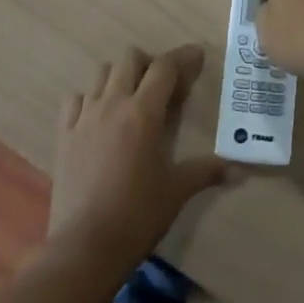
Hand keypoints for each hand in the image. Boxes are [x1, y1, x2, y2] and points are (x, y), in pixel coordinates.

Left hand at [48, 45, 228, 270]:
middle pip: (129, 58)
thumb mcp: (177, 190)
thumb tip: (239, 170)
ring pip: (101, 73)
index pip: (165, 68)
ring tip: (132, 99)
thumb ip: (207, 171)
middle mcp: (112, 104)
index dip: (183, 57)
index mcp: (143, 112)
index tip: (197, 56)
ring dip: (120, 76)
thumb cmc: (137, 214)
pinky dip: (90, 98)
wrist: (85, 246)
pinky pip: (75, 100)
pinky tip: (98, 117)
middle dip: (149, 63)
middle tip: (163, 85)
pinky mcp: (64, 134)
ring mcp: (84, 117)